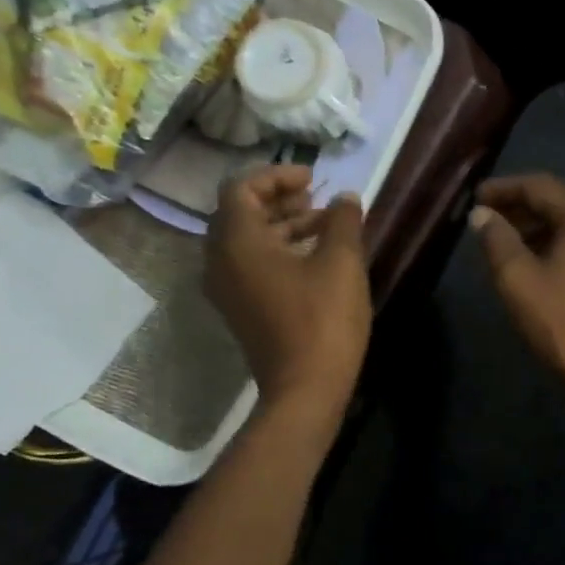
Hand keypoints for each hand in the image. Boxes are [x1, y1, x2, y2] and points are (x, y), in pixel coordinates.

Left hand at [206, 165, 370, 412]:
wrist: (304, 389)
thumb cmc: (323, 319)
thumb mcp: (341, 262)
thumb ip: (342, 221)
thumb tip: (344, 198)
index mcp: (238, 241)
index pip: (242, 188)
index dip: (277, 176)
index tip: (313, 179)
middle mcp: (220, 260)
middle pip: (240, 213)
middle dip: (279, 199)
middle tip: (316, 198)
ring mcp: (227, 288)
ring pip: (246, 240)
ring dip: (281, 225)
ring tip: (324, 225)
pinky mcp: (240, 308)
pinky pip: (250, 264)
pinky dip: (277, 250)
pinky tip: (314, 256)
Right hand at [468, 173, 564, 375]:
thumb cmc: (562, 319)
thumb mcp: (518, 278)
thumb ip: (496, 240)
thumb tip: (482, 215)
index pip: (539, 187)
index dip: (504, 189)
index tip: (476, 197)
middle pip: (558, 203)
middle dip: (519, 208)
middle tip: (486, 218)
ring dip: (536, 227)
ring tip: (503, 240)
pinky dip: (554, 243)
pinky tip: (532, 259)